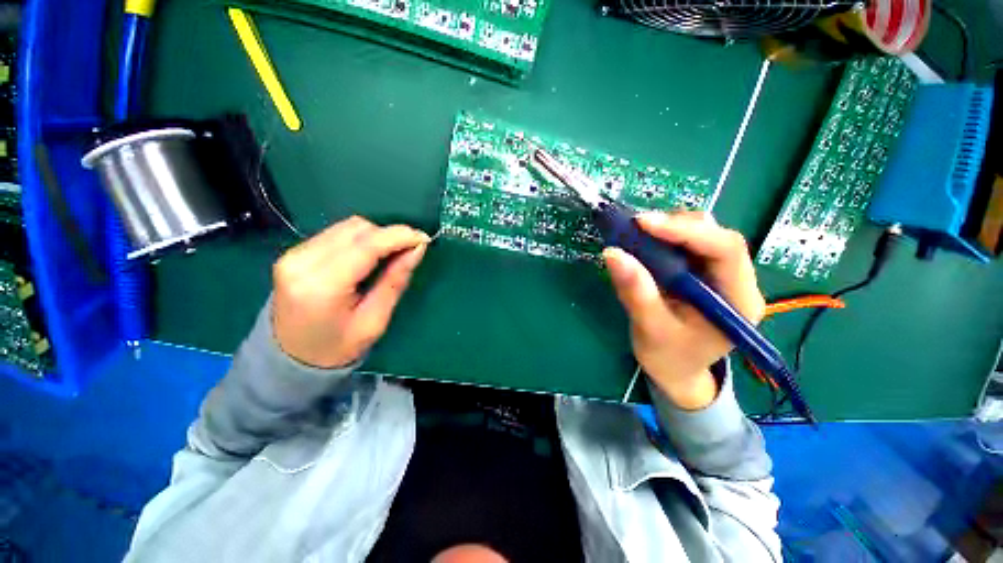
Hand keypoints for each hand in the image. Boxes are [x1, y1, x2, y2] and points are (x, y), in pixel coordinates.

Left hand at [272, 216, 429, 367]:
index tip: (423, 239)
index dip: (398, 236)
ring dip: (376, 236)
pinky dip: (360, 239)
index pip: (366, 246)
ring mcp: (293, 254)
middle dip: (389, 235)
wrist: (290, 358)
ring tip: (390, 254)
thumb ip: (395, 280)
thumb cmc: (338, 347)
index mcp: (322, 287)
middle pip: (357, 229)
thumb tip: (417, 249)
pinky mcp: (294, 252)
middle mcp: (302, 263)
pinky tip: (369, 255)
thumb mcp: (375, 320)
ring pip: (348, 227)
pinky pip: (337, 233)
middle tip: (410, 251)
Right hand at [603, 211, 765, 409]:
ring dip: (670, 229)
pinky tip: (647, 243)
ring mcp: (722, 276)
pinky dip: (666, 238)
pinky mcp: (704, 274)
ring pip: (704, 235)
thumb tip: (612, 253)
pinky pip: (689, 245)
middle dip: (676, 226)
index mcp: (738, 301)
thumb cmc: (668, 358)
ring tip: (639, 234)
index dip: (686, 231)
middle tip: (636, 227)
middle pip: (717, 236)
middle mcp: (739, 282)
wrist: (677, 372)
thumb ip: (636, 292)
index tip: (644, 223)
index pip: (725, 250)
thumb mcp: (650, 329)